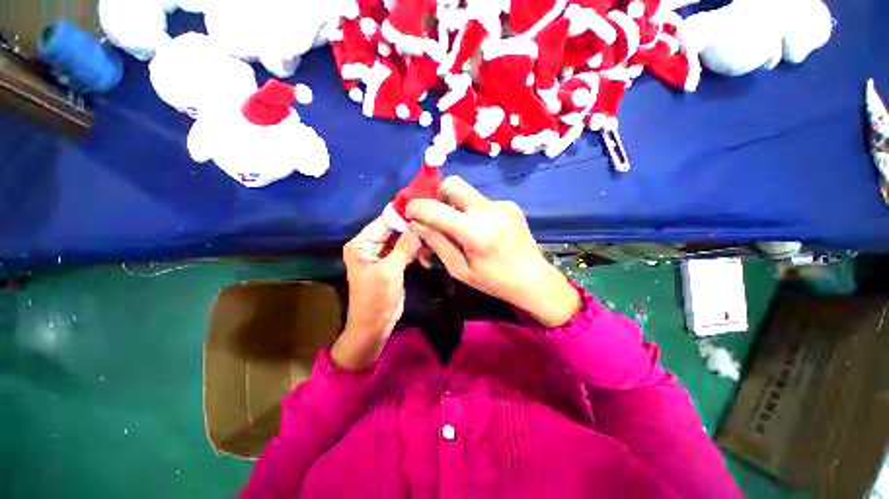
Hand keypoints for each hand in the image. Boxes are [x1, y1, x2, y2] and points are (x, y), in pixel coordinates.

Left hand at [331, 217, 420, 370]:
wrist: (375, 326)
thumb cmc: (376, 298)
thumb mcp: (390, 270)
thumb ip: (404, 246)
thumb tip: (419, 223)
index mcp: (362, 243)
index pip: (384, 221)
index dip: (403, 216)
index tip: (425, 210)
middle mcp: (371, 245)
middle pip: (395, 229)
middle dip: (413, 231)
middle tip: (433, 232)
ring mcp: (383, 254)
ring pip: (403, 240)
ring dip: (417, 244)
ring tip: (431, 250)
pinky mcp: (393, 263)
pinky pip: (406, 251)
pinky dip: (416, 253)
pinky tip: (427, 258)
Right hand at [407, 177, 579, 327]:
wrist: (534, 279)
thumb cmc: (494, 281)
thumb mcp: (460, 269)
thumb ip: (437, 243)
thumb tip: (418, 224)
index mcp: (474, 230)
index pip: (434, 208)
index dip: (416, 207)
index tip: (411, 213)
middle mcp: (488, 209)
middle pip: (452, 184)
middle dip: (438, 195)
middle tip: (437, 216)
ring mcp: (502, 204)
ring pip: (467, 193)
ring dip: (456, 206)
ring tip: (462, 229)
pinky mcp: (510, 204)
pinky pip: (482, 201)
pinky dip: (473, 211)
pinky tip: (481, 230)